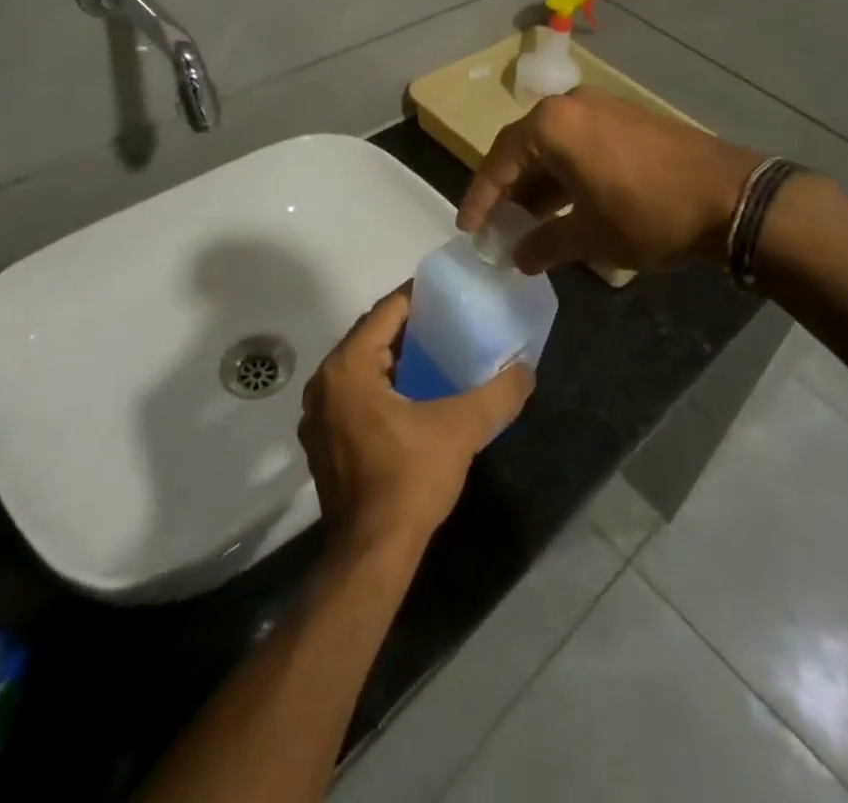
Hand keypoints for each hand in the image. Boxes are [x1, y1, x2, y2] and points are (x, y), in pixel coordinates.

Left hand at [299, 285, 533, 558]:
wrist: (371, 555)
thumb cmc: (409, 479)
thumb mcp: (461, 429)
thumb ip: (498, 394)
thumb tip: (528, 370)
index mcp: (348, 367)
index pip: (386, 311)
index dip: (419, 297)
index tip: (451, 293)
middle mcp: (325, 383)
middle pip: (371, 335)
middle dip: (409, 327)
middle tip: (450, 321)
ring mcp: (318, 414)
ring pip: (361, 366)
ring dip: (395, 356)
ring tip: (437, 353)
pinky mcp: (323, 440)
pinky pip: (354, 393)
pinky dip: (381, 384)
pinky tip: (413, 395)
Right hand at [458, 87, 763, 274]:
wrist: (730, 196)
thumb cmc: (647, 214)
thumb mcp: (589, 236)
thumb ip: (545, 244)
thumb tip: (519, 257)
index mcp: (552, 125)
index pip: (499, 161)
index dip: (481, 198)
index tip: (469, 229)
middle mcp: (572, 106)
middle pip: (525, 148)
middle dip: (510, 191)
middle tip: (498, 227)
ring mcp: (604, 108)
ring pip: (555, 146)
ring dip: (540, 184)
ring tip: (530, 223)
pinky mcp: (628, 119)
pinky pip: (582, 143)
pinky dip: (568, 174)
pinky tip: (568, 206)